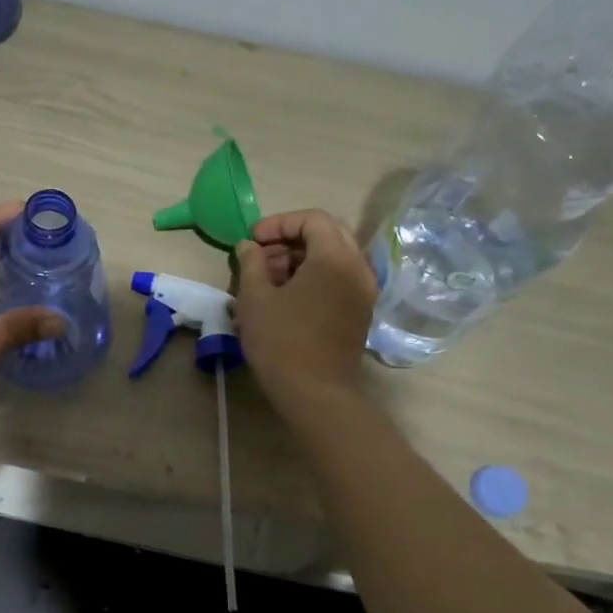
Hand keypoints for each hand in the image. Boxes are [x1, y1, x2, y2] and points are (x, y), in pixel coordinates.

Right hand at [235, 209, 377, 415]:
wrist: (316, 394)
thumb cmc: (281, 341)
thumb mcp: (254, 297)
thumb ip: (251, 262)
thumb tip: (249, 247)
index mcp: (335, 257)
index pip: (313, 218)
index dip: (279, 223)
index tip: (253, 240)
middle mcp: (358, 268)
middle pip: (328, 233)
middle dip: (291, 238)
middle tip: (261, 255)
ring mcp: (363, 291)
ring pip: (334, 256)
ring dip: (301, 258)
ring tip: (268, 279)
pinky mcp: (360, 311)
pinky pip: (339, 278)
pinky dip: (314, 276)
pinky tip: (286, 297)